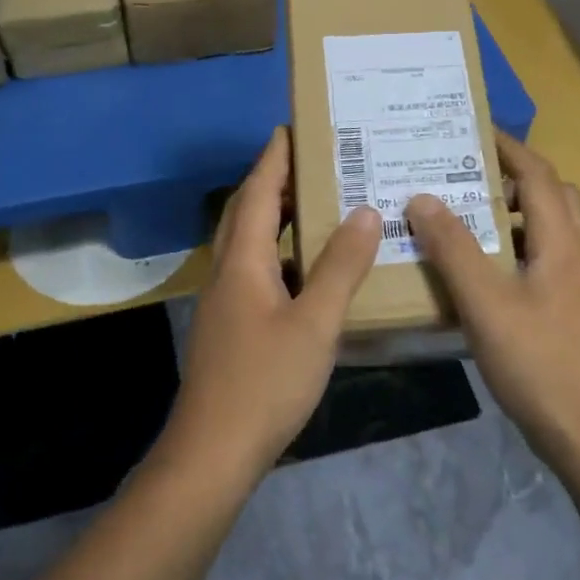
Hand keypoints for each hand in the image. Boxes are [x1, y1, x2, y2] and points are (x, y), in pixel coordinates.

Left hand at [166, 129, 381, 480]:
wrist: (213, 452)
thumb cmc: (265, 382)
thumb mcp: (314, 323)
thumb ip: (340, 268)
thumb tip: (365, 213)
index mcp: (243, 262)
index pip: (258, 193)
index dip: (273, 159)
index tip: (290, 128)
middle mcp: (228, 272)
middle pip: (246, 212)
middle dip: (272, 181)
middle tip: (310, 161)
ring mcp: (225, 302)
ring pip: (248, 244)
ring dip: (275, 217)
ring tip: (315, 205)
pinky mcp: (230, 327)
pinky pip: (254, 271)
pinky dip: (279, 254)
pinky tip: (306, 269)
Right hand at [406, 134, 579, 471]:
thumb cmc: (540, 363)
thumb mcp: (487, 303)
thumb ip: (454, 249)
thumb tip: (423, 198)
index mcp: (561, 242)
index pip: (539, 174)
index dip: (509, 147)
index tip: (472, 130)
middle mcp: (573, 255)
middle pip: (551, 196)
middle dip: (512, 177)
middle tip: (465, 175)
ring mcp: (573, 286)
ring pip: (546, 231)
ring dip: (511, 215)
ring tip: (462, 217)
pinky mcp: (565, 313)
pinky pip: (537, 262)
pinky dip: (510, 250)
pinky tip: (476, 273)